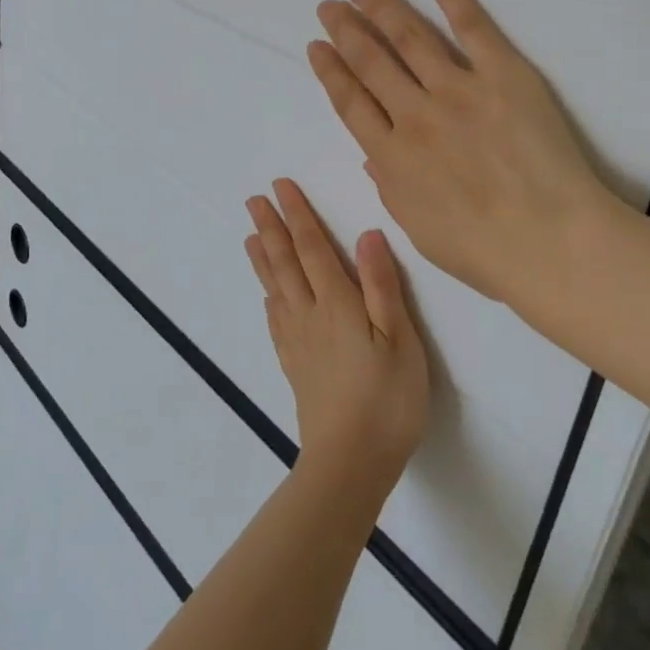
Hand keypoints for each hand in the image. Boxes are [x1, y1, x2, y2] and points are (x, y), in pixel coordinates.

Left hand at [244, 179, 428, 502]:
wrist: (351, 461)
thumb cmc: (387, 399)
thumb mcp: (400, 339)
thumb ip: (382, 286)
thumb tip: (366, 235)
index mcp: (337, 304)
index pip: (312, 248)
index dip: (297, 216)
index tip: (280, 188)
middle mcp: (310, 315)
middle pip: (285, 263)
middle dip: (271, 228)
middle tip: (253, 200)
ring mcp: (298, 343)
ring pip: (275, 289)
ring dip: (263, 258)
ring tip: (249, 236)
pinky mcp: (295, 367)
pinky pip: (275, 321)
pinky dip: (268, 299)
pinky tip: (268, 297)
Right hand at [307, 0, 627, 315]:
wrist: (549, 241)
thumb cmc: (482, 251)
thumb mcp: (417, 228)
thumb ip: (390, 186)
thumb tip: (373, 155)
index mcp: (391, 157)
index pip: (350, 102)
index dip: (330, 70)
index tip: (316, 46)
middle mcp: (414, 115)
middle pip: (371, 62)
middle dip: (346, 30)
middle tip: (329, 5)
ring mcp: (457, 90)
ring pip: (409, 38)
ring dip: (381, 7)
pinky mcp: (502, 74)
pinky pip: (471, 27)